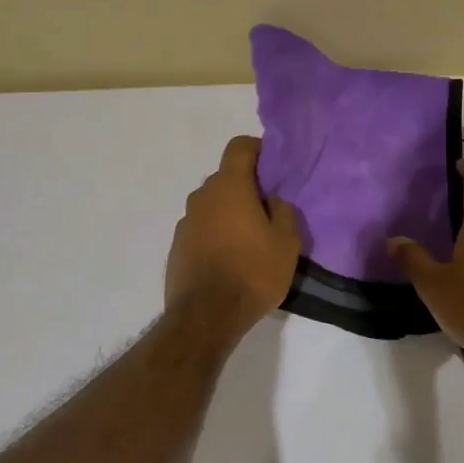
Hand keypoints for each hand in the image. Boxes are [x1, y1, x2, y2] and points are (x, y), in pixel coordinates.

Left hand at [165, 136, 300, 331]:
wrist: (206, 315)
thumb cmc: (253, 272)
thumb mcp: (287, 242)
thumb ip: (284, 211)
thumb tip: (272, 199)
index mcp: (229, 186)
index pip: (239, 146)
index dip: (257, 150)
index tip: (271, 168)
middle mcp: (202, 196)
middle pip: (225, 178)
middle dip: (245, 188)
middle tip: (267, 212)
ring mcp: (185, 221)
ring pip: (212, 205)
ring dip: (228, 213)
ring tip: (248, 242)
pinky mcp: (176, 246)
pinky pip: (200, 229)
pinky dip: (214, 235)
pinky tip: (227, 261)